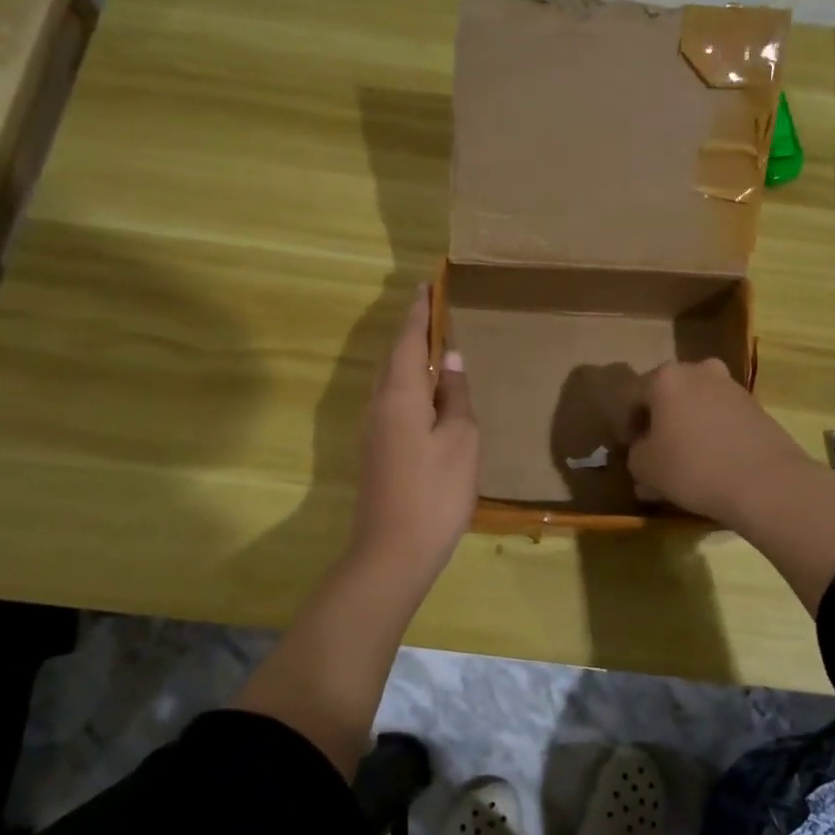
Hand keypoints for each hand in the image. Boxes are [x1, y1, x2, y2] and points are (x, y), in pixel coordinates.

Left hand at [351, 284, 479, 580]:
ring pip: (391, 379)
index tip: (428, 283)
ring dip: (410, 357)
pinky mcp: (375, 449)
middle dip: (412, 330)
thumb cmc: (435, 492)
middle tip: (433, 308)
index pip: (409, 339)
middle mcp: (378, 404)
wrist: (393, 552)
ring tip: (434, 344)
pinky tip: (427, 393)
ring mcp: (372, 429)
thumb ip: (455, 396)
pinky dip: (409, 383)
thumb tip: (450, 360)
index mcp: (400, 394)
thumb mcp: (461, 440)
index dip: (420, 311)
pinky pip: (392, 400)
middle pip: (394, 356)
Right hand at [623, 358, 814, 527]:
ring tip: (686, 464)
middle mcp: (698, 371)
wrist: (766, 482)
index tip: (631, 451)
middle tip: (657, 455)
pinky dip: (712, 435)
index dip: (628, 426)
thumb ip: (635, 455)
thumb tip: (644, 451)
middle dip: (660, 424)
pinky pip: (721, 418)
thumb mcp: (645, 468)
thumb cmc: (693, 467)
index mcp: (665, 378)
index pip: (634, 398)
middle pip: (668, 397)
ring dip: (687, 429)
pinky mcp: (756, 406)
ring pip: (696, 407)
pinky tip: (712, 464)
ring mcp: (731, 386)